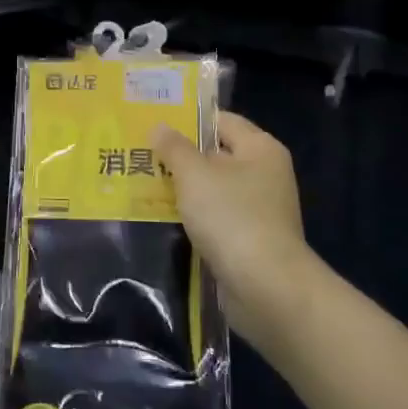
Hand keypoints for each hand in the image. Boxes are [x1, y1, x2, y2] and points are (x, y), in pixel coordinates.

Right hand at [153, 111, 316, 349]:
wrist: (267, 288)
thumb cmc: (232, 217)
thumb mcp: (194, 175)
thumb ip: (174, 148)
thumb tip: (159, 126)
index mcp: (260, 148)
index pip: (221, 120)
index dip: (188, 120)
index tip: (152, 123)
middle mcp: (265, 173)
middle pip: (216, 154)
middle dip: (180, 156)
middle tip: (140, 154)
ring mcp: (260, 208)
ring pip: (214, 188)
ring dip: (184, 190)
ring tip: (143, 185)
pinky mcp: (251, 239)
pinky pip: (216, 217)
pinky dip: (194, 217)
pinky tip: (164, 218)